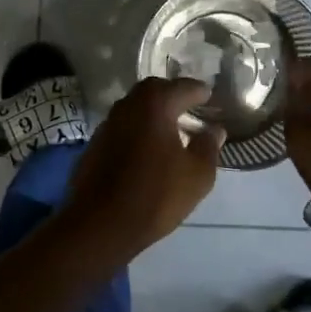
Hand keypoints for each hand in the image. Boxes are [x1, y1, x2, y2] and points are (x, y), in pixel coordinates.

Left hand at [58, 77, 225, 258]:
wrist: (100, 224)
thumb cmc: (155, 195)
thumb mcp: (196, 175)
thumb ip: (208, 147)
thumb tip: (214, 130)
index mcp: (155, 104)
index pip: (182, 87)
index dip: (199, 91)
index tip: (210, 96)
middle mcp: (128, 105)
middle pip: (154, 90)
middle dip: (173, 94)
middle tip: (189, 106)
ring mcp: (108, 124)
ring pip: (136, 107)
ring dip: (153, 112)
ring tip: (171, 128)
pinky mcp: (96, 144)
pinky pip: (124, 126)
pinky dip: (138, 129)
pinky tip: (148, 147)